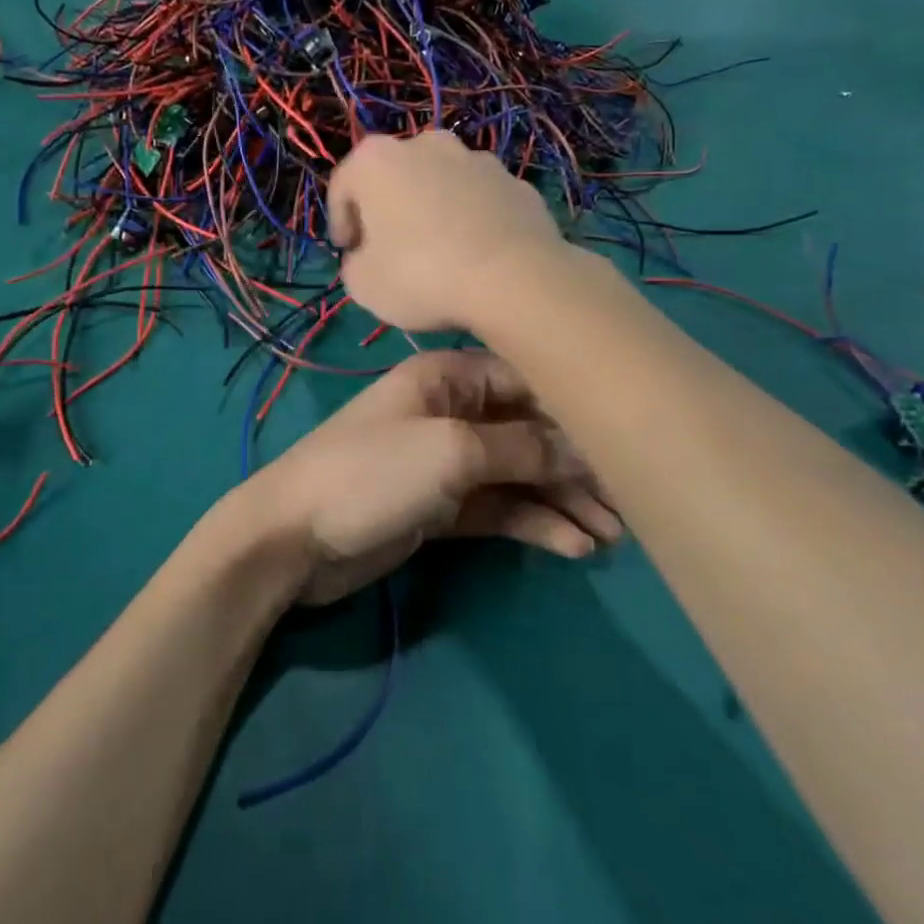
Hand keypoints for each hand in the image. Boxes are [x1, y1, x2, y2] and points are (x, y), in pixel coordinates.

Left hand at [236, 350, 620, 604]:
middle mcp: (452, 411)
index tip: (626, 442)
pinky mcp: (443, 506)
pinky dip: (534, 522)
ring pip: (520, 473)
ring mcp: (447, 461)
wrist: (295, 537)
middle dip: (576, 464)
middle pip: (529, 429)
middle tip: (629, 503)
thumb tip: (585, 448)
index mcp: (447, 377)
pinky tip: (572, 545)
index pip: (526, 381)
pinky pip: (500, 508)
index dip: (575, 410)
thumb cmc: (371, 473)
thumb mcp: (451, 451)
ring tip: (611, 534)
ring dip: (563, 500)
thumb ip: (521, 446)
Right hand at [327, 132, 570, 333]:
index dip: (340, 221)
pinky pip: (478, 200)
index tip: (348, 251)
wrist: (515, 279)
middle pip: (393, 177)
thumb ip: (354, 263)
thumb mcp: (362, 284)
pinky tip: (474, 254)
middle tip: (387, 248)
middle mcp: (425, 144)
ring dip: (431, 209)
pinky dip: (470, 219)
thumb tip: (367, 256)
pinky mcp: (515, 181)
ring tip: (436, 252)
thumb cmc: (421, 275)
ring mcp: (476, 158)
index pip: (342, 186)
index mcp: (376, 160)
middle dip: (387, 208)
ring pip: (439, 183)